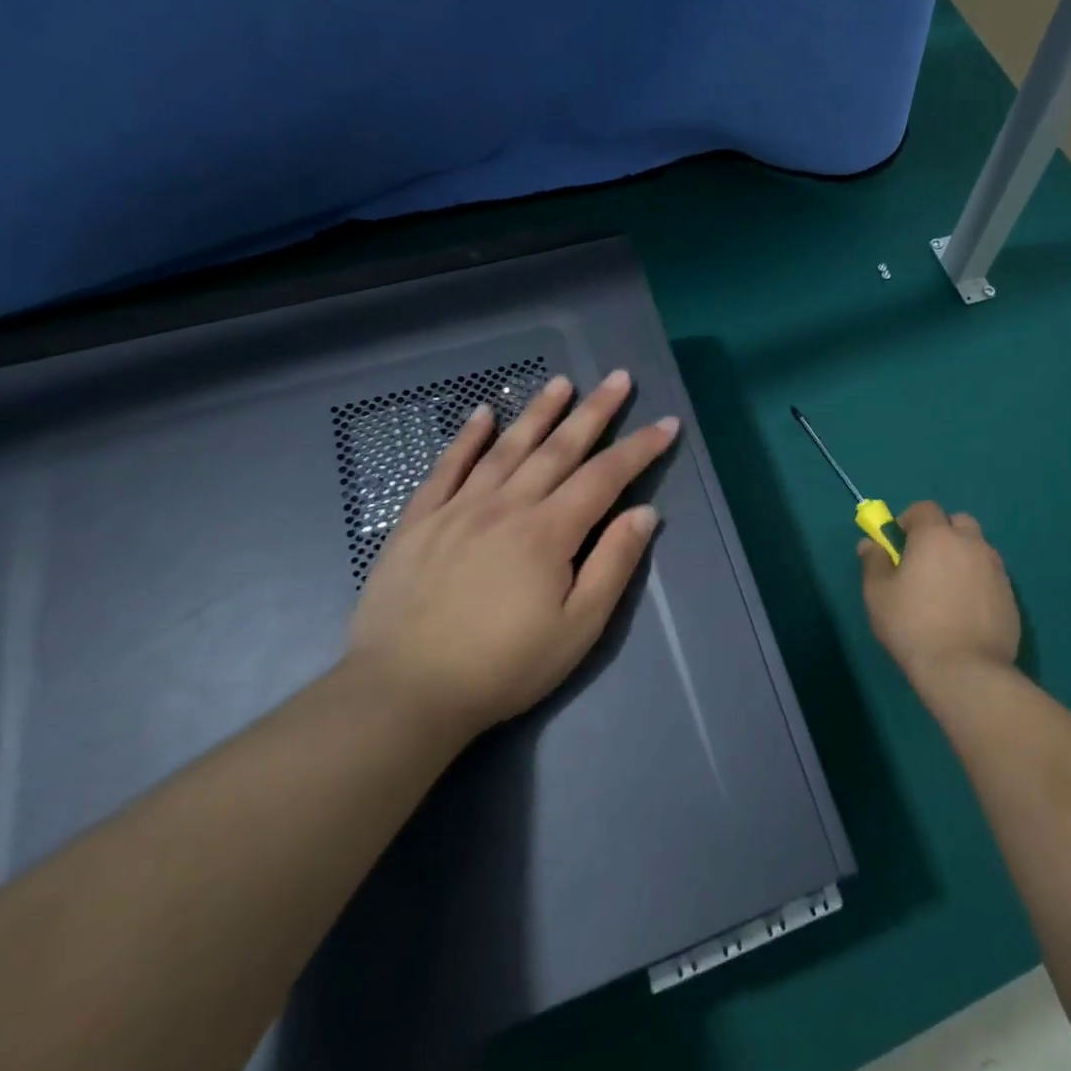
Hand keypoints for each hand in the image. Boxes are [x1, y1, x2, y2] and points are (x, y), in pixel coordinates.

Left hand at [346, 369, 677, 738]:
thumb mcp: (578, 628)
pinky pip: (446, 468)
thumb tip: (645, 512)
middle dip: (594, 411)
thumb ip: (613, 564)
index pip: (605, 476)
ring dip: (538, 412)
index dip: (639, 447)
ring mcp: (457, 509)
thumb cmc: (504, 666)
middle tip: (617, 378)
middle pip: (559, 448)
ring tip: (561, 382)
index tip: (666, 423)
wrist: (404, 692)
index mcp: (548, 532)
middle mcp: (506, 506)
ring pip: (506, 448)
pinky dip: (466, 438)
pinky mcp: (419, 522)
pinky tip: (482, 415)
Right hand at [859, 500, 1019, 690]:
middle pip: (958, 523)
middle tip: (925, 563)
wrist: (966, 670)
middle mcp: (970, 543)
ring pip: (977, 549)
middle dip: (942, 533)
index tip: (899, 542)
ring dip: (962, 557)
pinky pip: (990, 576)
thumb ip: (873, 562)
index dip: (910, 520)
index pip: (925, 508)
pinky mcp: (1011, 595)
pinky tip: (965, 611)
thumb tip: (870, 543)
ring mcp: (996, 569)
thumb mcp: (878, 594)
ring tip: (946, 590)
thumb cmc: (913, 626)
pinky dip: (978, 582)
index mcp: (936, 536)